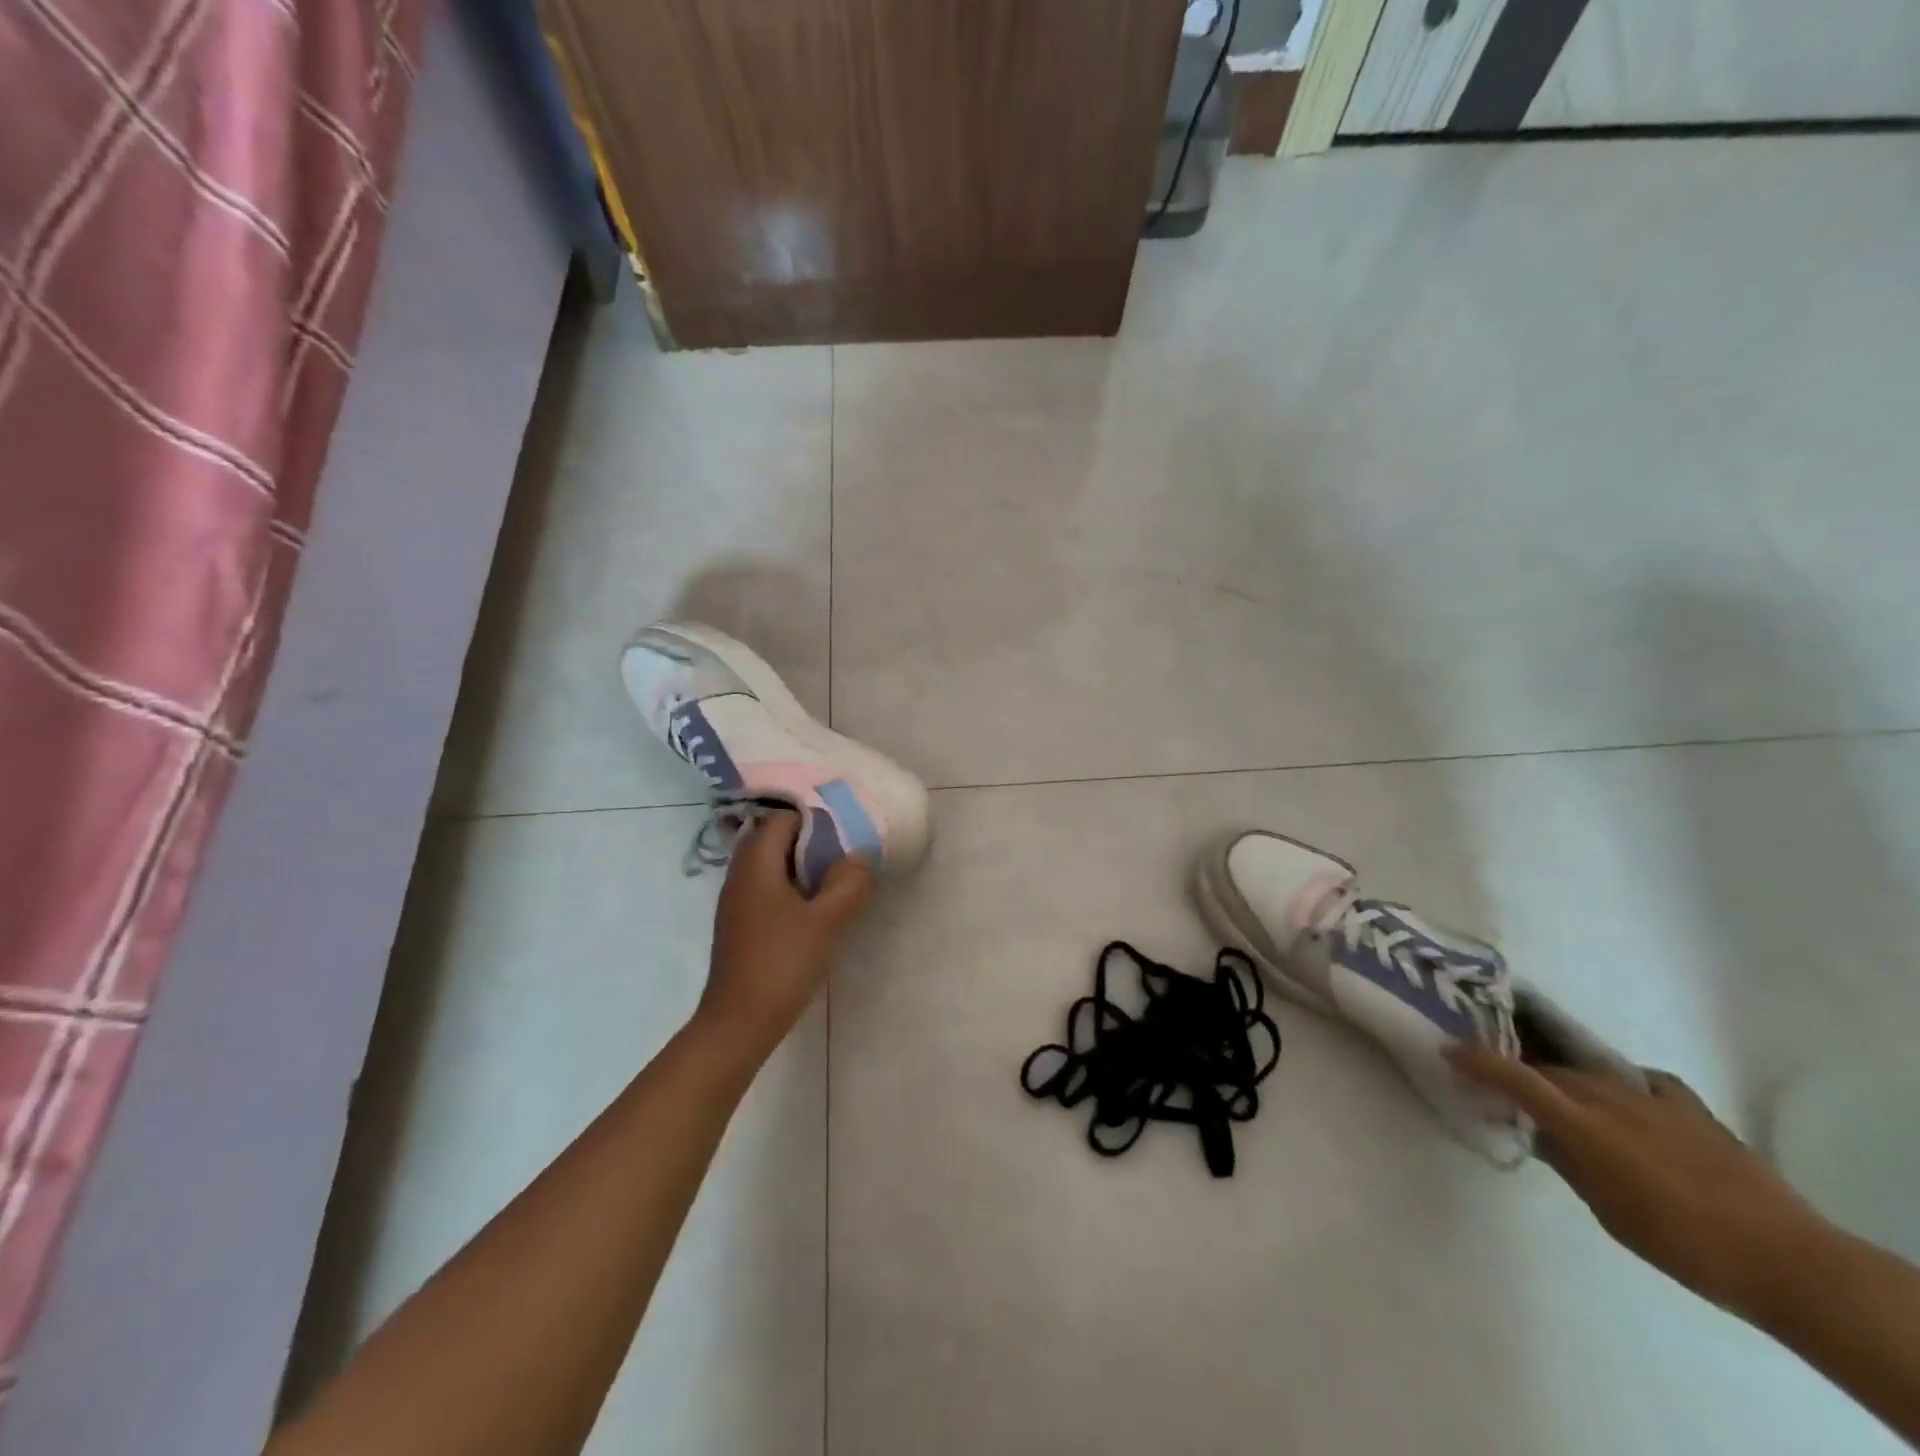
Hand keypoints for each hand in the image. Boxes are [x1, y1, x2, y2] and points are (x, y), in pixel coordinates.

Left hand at [696, 810, 873, 1060]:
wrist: (739, 1022)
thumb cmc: (783, 963)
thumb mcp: (828, 922)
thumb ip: (849, 883)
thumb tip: (859, 857)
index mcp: (756, 864)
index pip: (782, 818)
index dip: (814, 818)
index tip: (844, 830)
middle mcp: (740, 874)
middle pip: (773, 838)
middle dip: (809, 840)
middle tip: (843, 853)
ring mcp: (735, 901)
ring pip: (769, 865)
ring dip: (800, 865)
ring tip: (834, 879)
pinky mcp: (739, 924)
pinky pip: (766, 888)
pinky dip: (789, 887)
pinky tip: (813, 909)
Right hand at [1451, 1046, 1825, 1317]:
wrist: (1784, 1258)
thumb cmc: (1679, 1243)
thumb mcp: (1606, 1209)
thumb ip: (1568, 1161)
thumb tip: (1541, 1133)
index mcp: (1581, 1124)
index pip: (1514, 1077)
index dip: (1476, 1059)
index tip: (1448, 1049)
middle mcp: (1608, 1097)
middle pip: (1550, 1071)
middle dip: (1522, 1073)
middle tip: (1505, 1084)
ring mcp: (1650, 1097)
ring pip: (1590, 1072)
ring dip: (1568, 1080)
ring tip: (1562, 1094)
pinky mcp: (1687, 1106)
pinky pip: (1641, 1081)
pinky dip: (1623, 1085)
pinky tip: (1627, 1098)